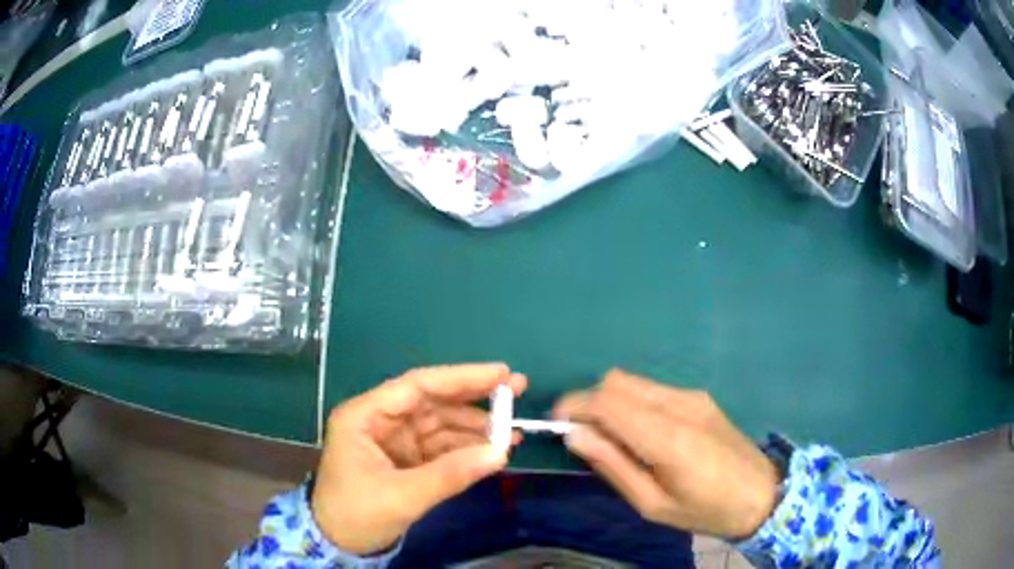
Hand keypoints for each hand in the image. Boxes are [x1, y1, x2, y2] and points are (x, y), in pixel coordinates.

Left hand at [311, 363, 525, 554]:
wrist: (338, 544)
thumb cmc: (356, 514)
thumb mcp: (401, 496)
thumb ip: (450, 474)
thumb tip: (501, 453)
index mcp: (365, 416)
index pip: (417, 386)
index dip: (460, 378)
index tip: (500, 374)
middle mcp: (381, 421)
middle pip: (432, 401)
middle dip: (474, 398)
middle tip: (517, 390)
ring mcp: (395, 441)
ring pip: (441, 425)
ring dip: (475, 428)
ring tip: (513, 433)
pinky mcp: (406, 460)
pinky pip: (441, 448)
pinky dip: (467, 450)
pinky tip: (493, 452)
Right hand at [553, 370, 778, 539]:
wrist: (762, 494)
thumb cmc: (705, 510)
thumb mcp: (652, 503)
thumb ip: (613, 465)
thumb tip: (575, 436)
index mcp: (668, 438)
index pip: (609, 402)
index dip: (575, 406)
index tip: (556, 423)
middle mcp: (680, 405)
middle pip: (617, 381)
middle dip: (589, 401)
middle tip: (583, 436)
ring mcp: (692, 396)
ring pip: (633, 382)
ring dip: (610, 401)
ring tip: (611, 438)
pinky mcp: (699, 397)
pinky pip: (652, 389)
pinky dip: (632, 402)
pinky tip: (640, 432)